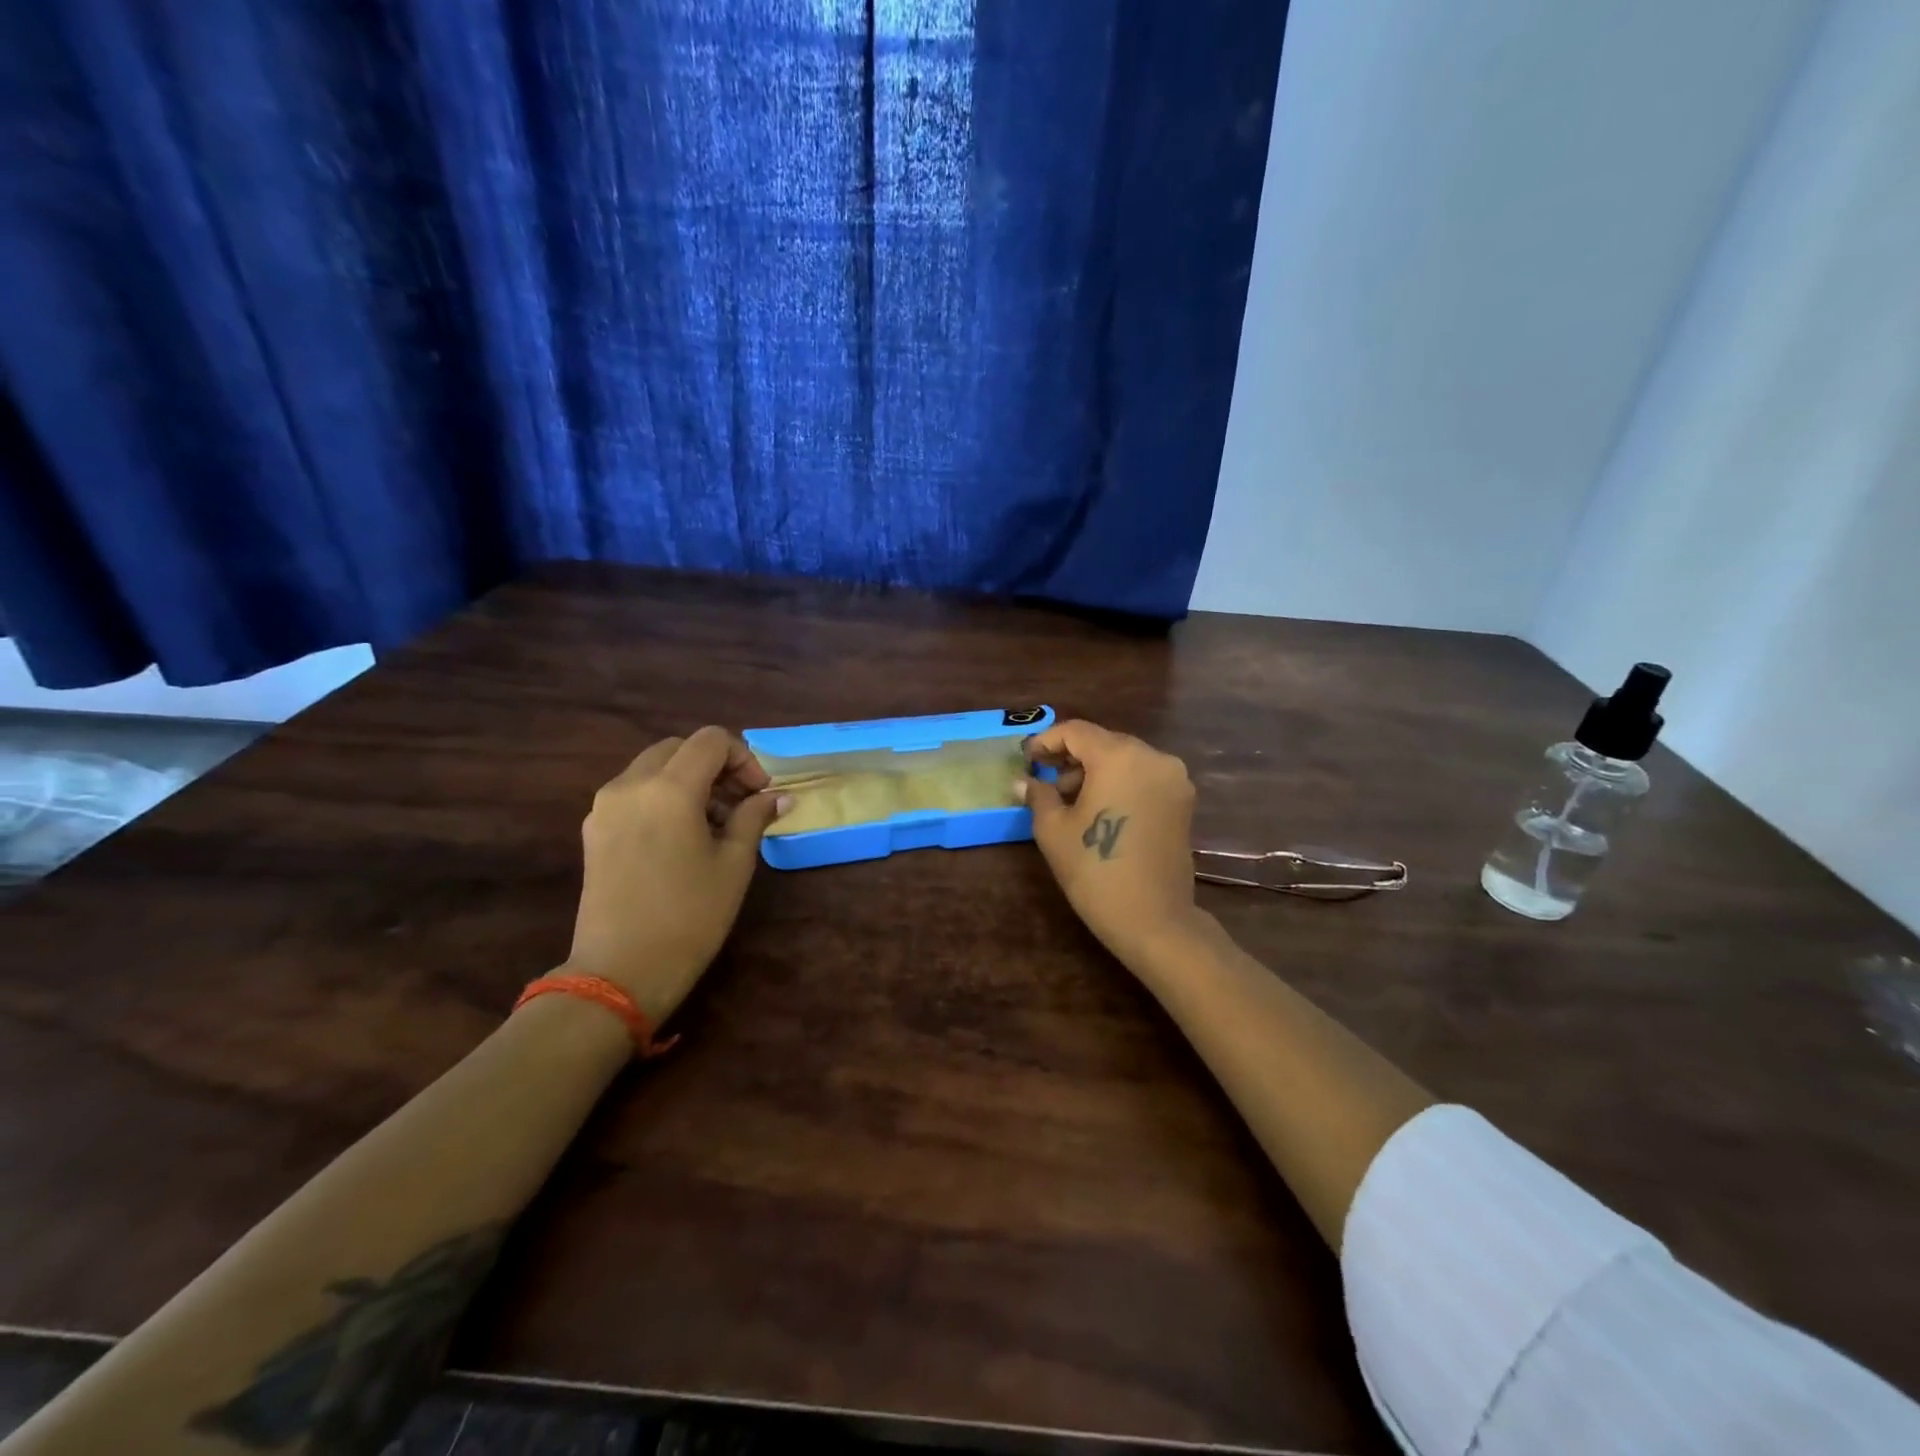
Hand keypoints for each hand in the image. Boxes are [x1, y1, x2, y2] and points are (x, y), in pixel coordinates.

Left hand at [565, 727, 788, 1022]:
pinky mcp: (594, 829)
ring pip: (654, 767)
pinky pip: (634, 791)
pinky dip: (663, 796)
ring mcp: (605, 806)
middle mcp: (630, 785)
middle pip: (680, 748)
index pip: (710, 740)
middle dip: (716, 766)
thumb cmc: (690, 917)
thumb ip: (755, 817)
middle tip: (740, 803)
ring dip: (689, 780)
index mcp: (669, 788)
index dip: (743, 758)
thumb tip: (779, 796)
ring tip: (714, 823)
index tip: (759, 793)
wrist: (621, 971)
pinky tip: (682, 836)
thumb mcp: (734, 864)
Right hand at [1020, 720, 1205, 968]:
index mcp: (1119, 756)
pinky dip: (1119, 782)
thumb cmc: (1095, 870)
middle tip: (1044, 778)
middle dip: (1071, 756)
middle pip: (1104, 742)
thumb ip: (1039, 795)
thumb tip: (1023, 780)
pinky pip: (1143, 777)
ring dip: (1096, 770)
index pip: (1076, 731)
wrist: (1153, 919)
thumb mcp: (1054, 830)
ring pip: (1125, 759)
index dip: (1046, 741)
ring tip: (1069, 798)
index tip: (1027, 759)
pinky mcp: (1183, 801)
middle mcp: (1153, 757)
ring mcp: (1173, 778)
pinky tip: (1099, 807)